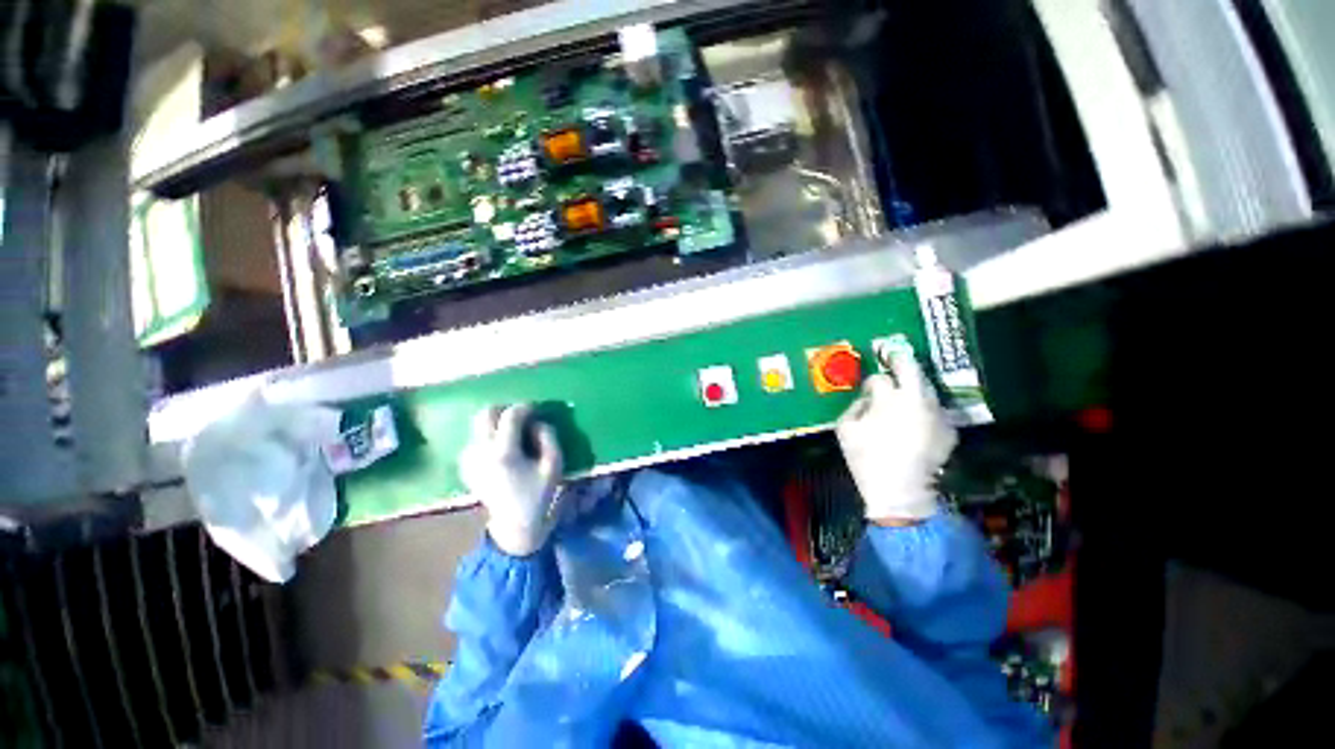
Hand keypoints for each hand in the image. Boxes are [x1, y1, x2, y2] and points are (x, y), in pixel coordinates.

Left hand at [459, 404, 564, 556]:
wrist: (514, 525)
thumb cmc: (538, 494)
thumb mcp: (554, 465)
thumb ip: (548, 437)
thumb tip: (537, 422)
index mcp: (504, 452)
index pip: (510, 415)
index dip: (525, 407)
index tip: (536, 410)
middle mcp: (481, 451)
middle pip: (485, 414)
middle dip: (504, 410)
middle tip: (521, 418)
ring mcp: (470, 459)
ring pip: (478, 425)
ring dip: (496, 423)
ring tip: (513, 434)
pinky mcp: (466, 466)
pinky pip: (475, 439)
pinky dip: (489, 436)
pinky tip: (502, 448)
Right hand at [835, 350, 956, 521]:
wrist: (900, 491)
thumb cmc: (867, 459)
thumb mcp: (845, 429)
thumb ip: (854, 407)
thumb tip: (867, 400)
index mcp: (889, 398)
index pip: (880, 379)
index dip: (872, 383)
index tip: (868, 390)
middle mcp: (917, 400)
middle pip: (912, 369)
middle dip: (901, 362)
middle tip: (894, 360)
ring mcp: (937, 414)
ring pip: (928, 389)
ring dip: (915, 387)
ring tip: (906, 394)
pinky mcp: (949, 430)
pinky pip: (937, 411)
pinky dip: (927, 411)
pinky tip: (919, 421)